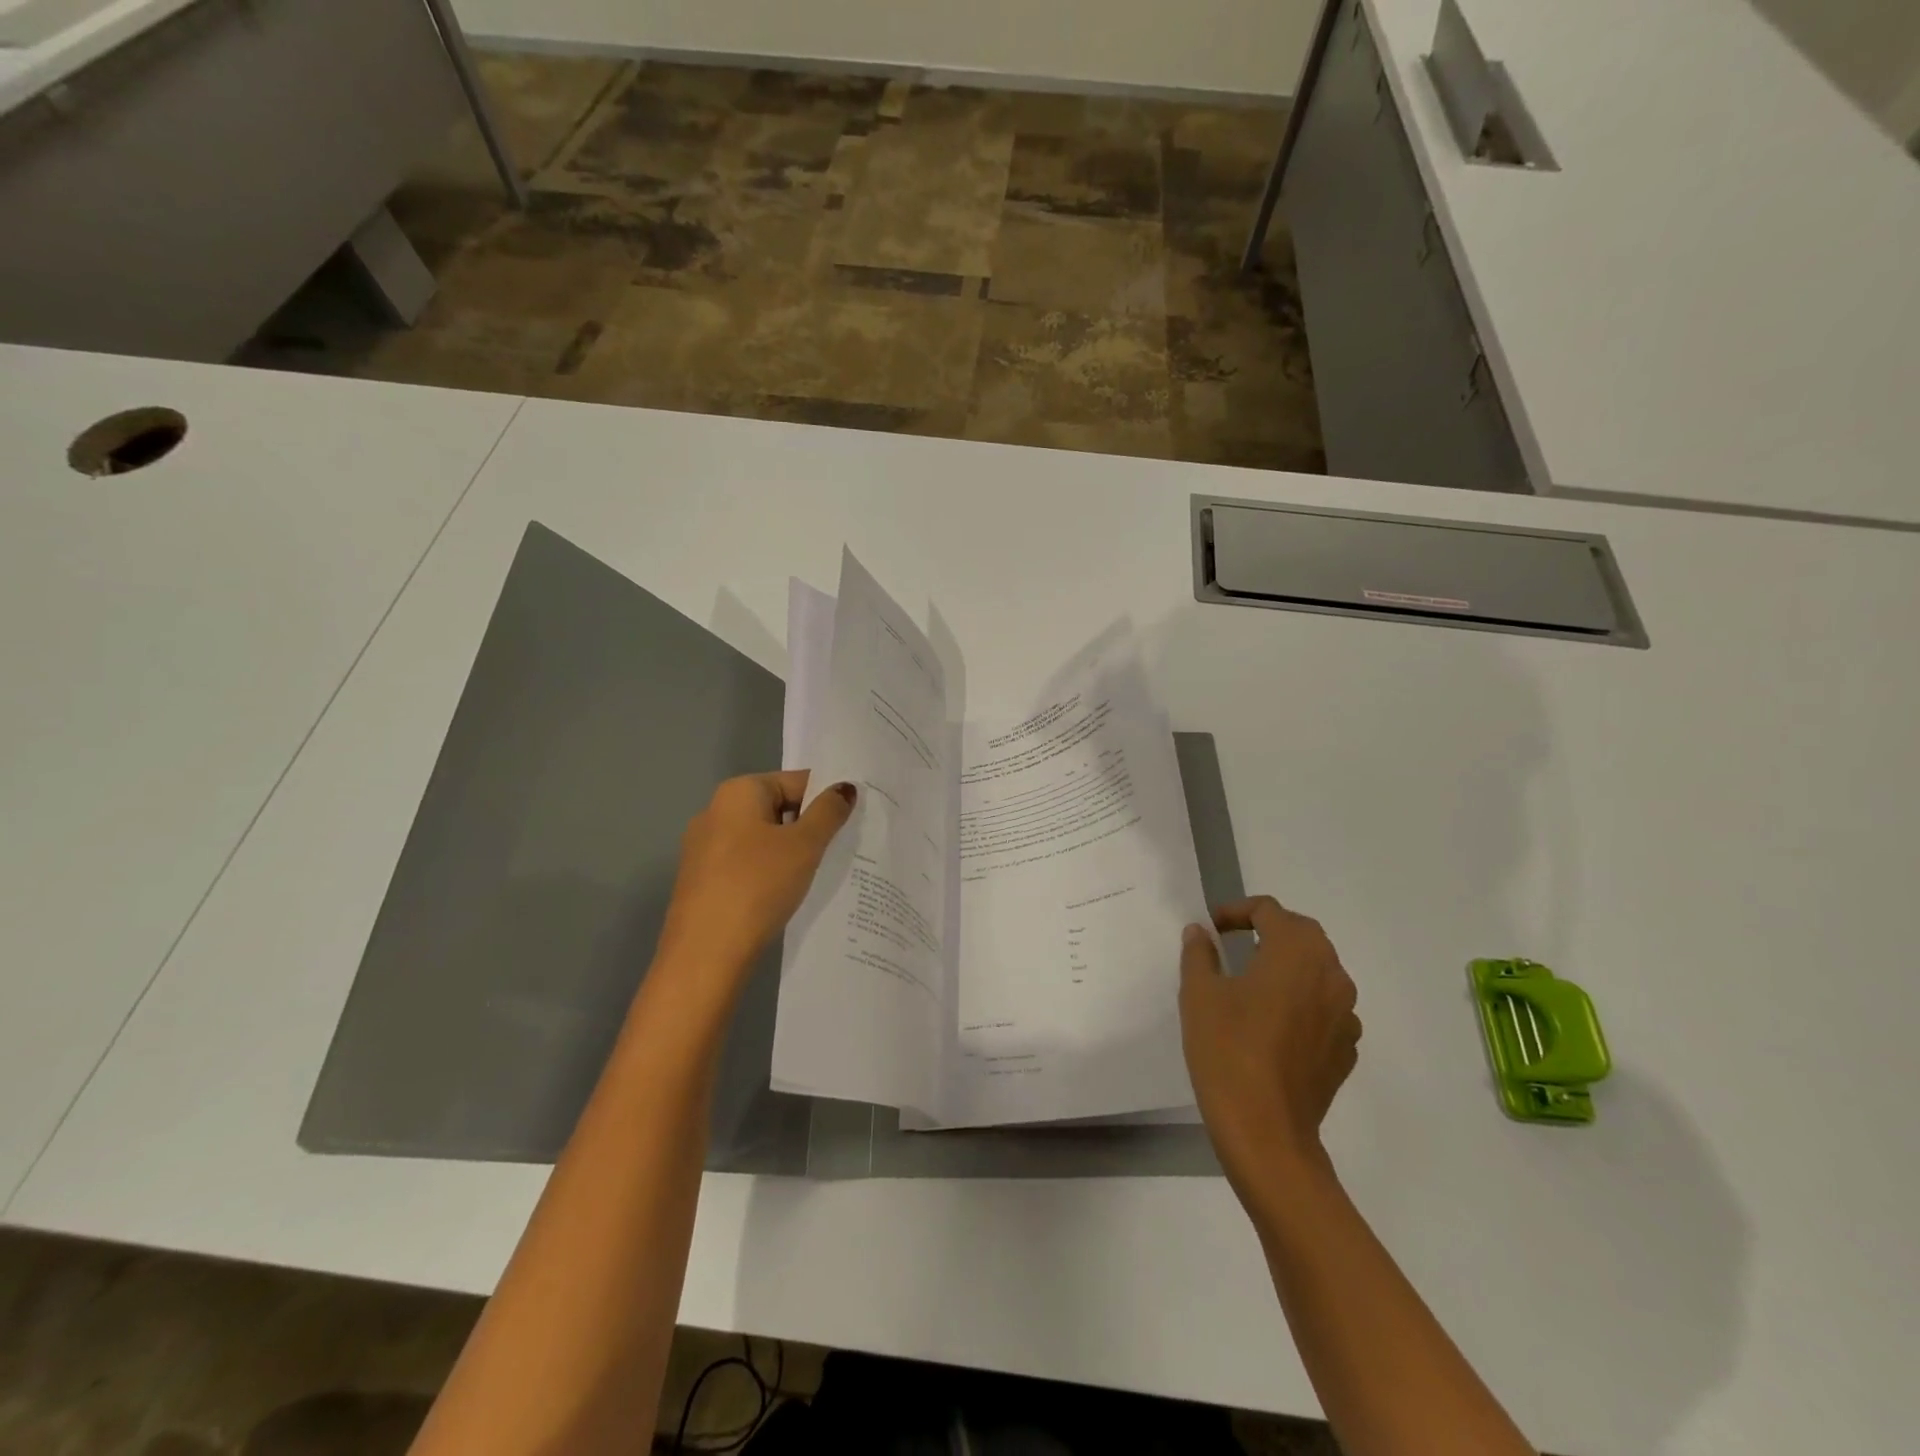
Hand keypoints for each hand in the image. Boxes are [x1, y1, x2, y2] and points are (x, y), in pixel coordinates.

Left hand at [656, 770, 855, 982]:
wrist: (705, 954)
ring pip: (763, 839)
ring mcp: (704, 847)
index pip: (796, 782)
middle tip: (839, 850)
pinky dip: (769, 873)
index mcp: (738, 792)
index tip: (851, 824)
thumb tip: (845, 787)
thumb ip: (828, 812)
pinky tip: (785, 895)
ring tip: (817, 875)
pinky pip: (747, 864)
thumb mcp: (804, 845)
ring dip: (791, 853)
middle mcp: (715, 811)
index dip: (827, 800)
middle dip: (809, 827)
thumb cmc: (758, 885)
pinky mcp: (702, 880)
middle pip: (778, 808)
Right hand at [1179, 896, 1360, 1192]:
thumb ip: (1199, 954)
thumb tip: (1200, 933)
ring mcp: (1346, 1015)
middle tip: (1234, 943)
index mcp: (1295, 953)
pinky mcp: (1346, 1049)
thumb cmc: (1227, 1050)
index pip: (1270, 911)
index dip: (1238, 911)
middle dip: (1269, 931)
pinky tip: (1273, 1023)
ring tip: (1253, 981)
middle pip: (1303, 935)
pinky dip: (1302, 1000)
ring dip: (1289, 965)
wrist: (1266, 1131)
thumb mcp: (1199, 994)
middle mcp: (1331, 975)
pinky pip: (1326, 1008)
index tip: (1212, 926)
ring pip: (1319, 971)